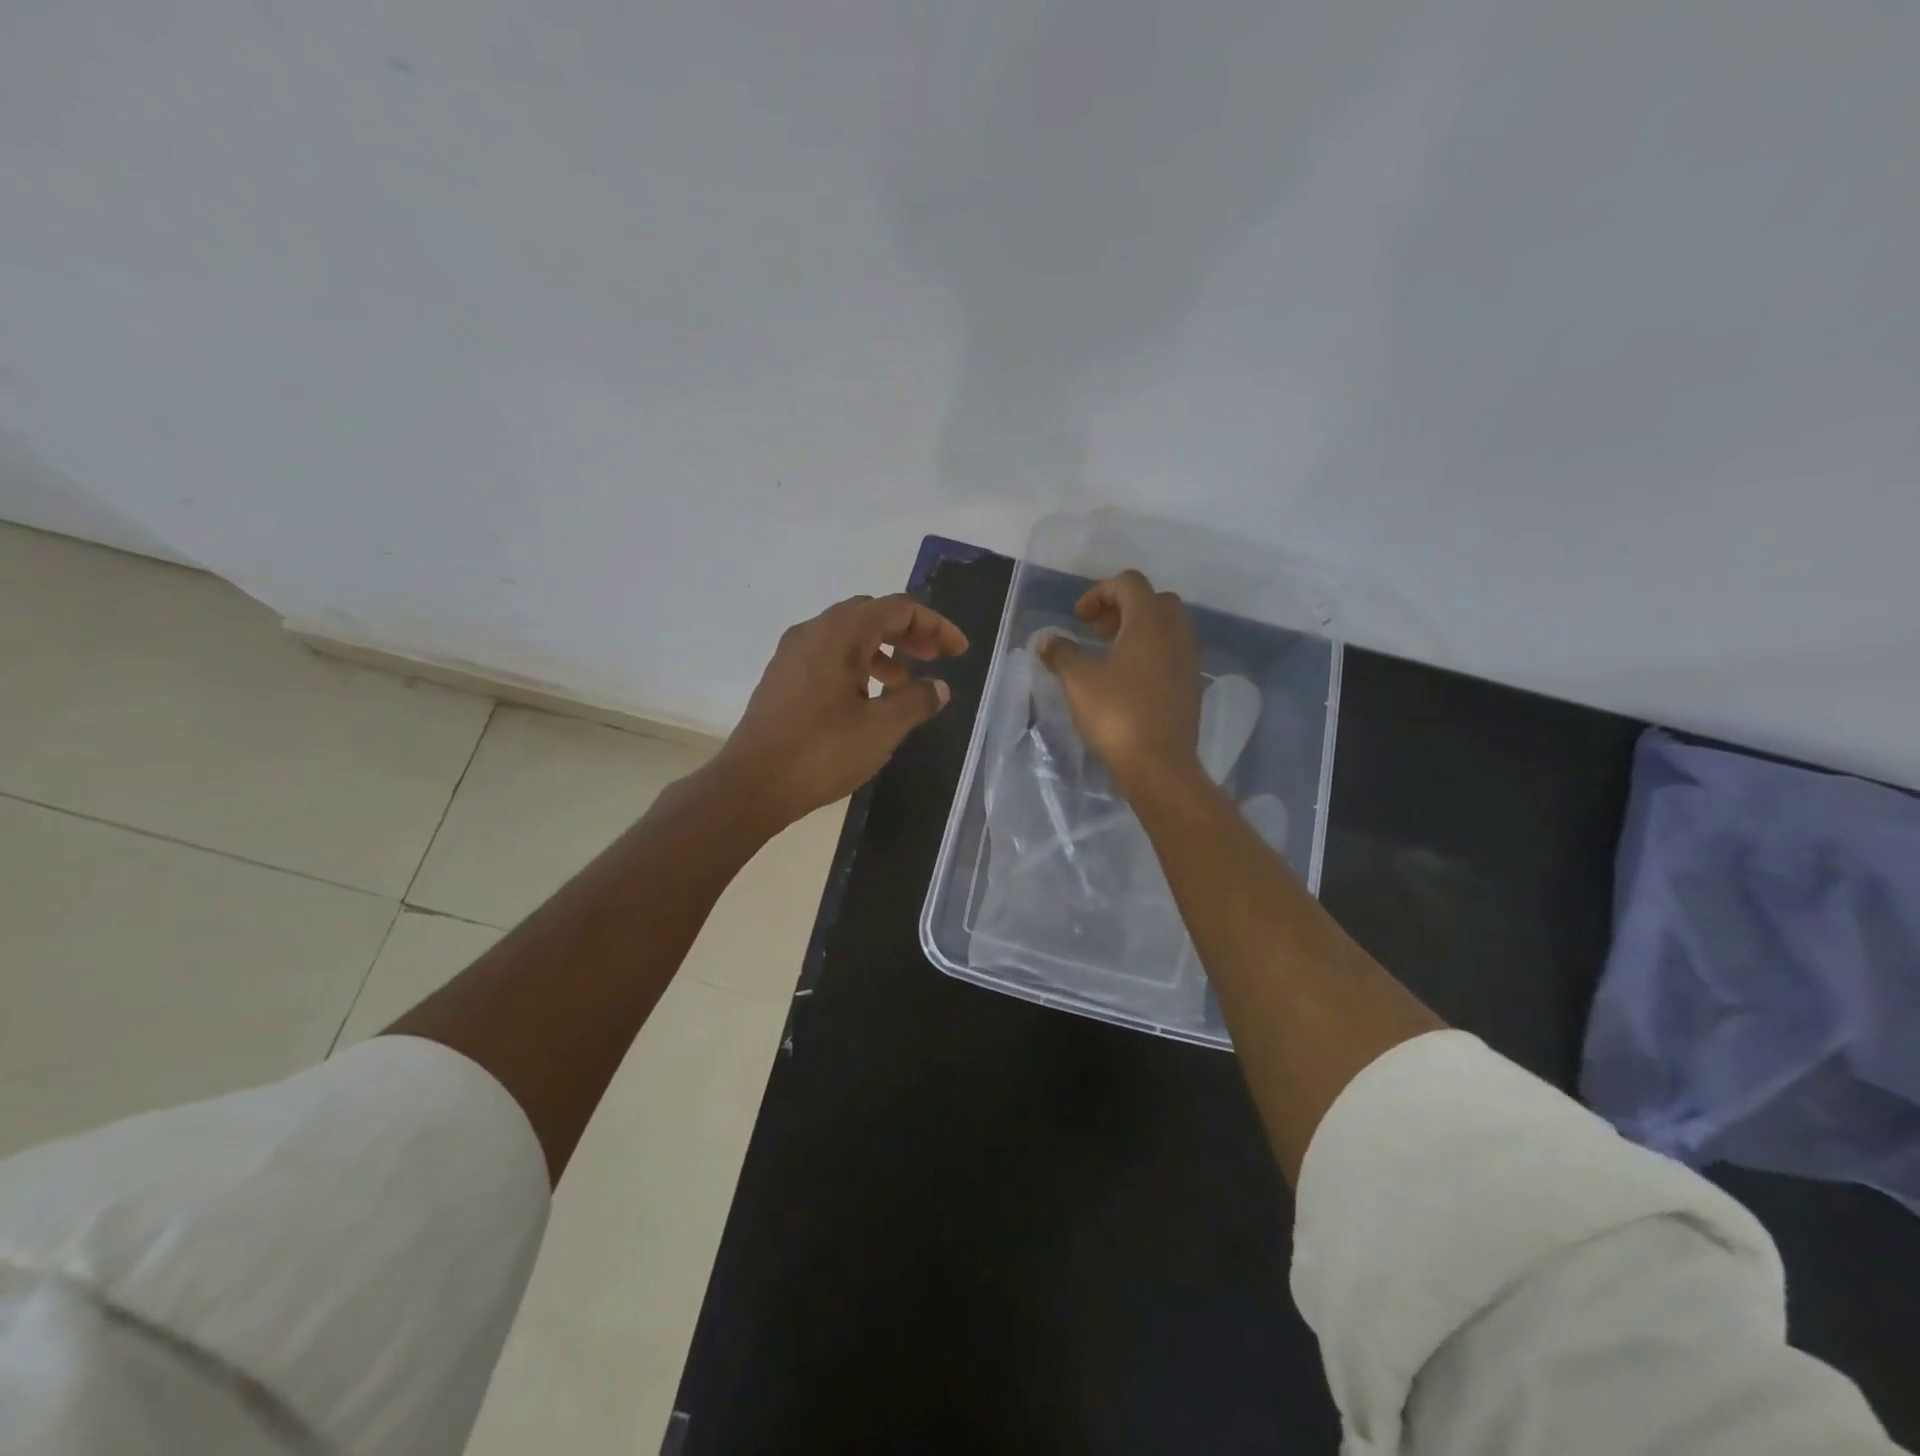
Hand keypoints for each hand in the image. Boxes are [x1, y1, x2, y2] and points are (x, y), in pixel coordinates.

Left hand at [717, 593, 968, 825]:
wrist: (752, 785)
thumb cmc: (821, 752)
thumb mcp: (882, 728)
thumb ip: (917, 701)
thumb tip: (938, 687)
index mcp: (840, 633)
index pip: (898, 608)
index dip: (935, 625)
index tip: (959, 652)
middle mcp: (813, 631)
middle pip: (872, 615)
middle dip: (909, 634)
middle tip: (935, 659)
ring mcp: (793, 654)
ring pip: (849, 637)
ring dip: (884, 653)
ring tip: (906, 686)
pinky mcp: (783, 678)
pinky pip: (830, 657)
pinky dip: (858, 667)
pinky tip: (869, 700)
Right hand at [1035, 569, 1201, 795]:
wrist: (1159, 764)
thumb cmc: (1117, 714)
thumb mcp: (1078, 681)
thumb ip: (1062, 653)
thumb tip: (1047, 640)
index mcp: (1150, 622)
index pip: (1129, 583)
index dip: (1100, 592)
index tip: (1079, 618)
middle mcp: (1176, 632)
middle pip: (1154, 600)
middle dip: (1123, 608)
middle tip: (1097, 631)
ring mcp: (1189, 659)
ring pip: (1167, 626)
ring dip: (1139, 630)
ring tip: (1111, 655)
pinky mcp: (1191, 684)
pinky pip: (1173, 651)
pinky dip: (1152, 652)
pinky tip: (1129, 679)